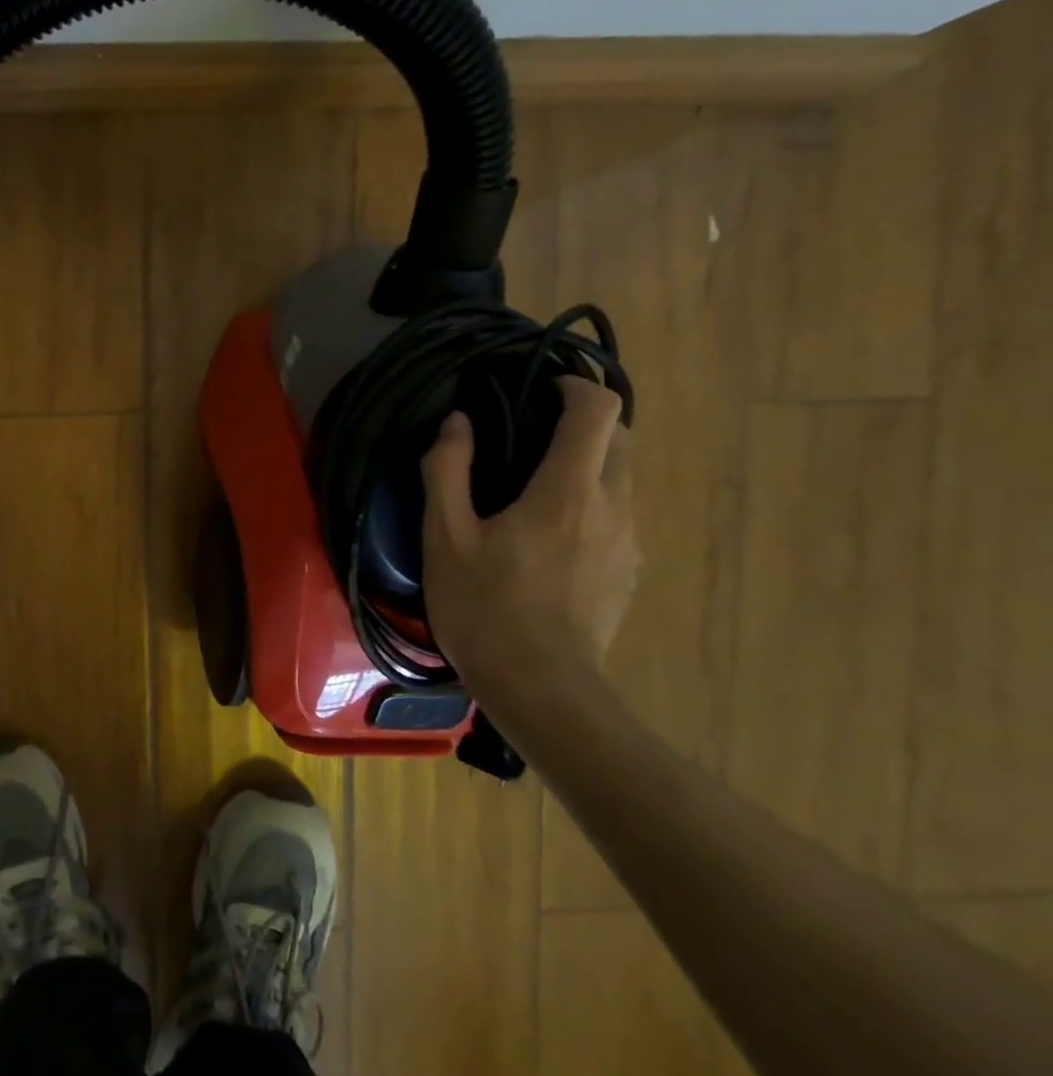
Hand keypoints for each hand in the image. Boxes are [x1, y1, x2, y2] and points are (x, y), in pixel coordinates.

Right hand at [419, 376, 638, 694]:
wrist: (541, 688)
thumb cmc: (485, 607)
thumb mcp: (445, 536)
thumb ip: (448, 470)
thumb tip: (456, 423)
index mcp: (568, 490)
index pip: (598, 410)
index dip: (575, 386)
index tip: (542, 389)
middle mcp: (613, 506)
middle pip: (620, 439)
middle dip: (584, 424)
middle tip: (532, 436)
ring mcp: (629, 543)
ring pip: (621, 480)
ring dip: (588, 466)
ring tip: (535, 489)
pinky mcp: (630, 573)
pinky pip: (618, 517)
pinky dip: (591, 504)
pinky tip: (549, 539)